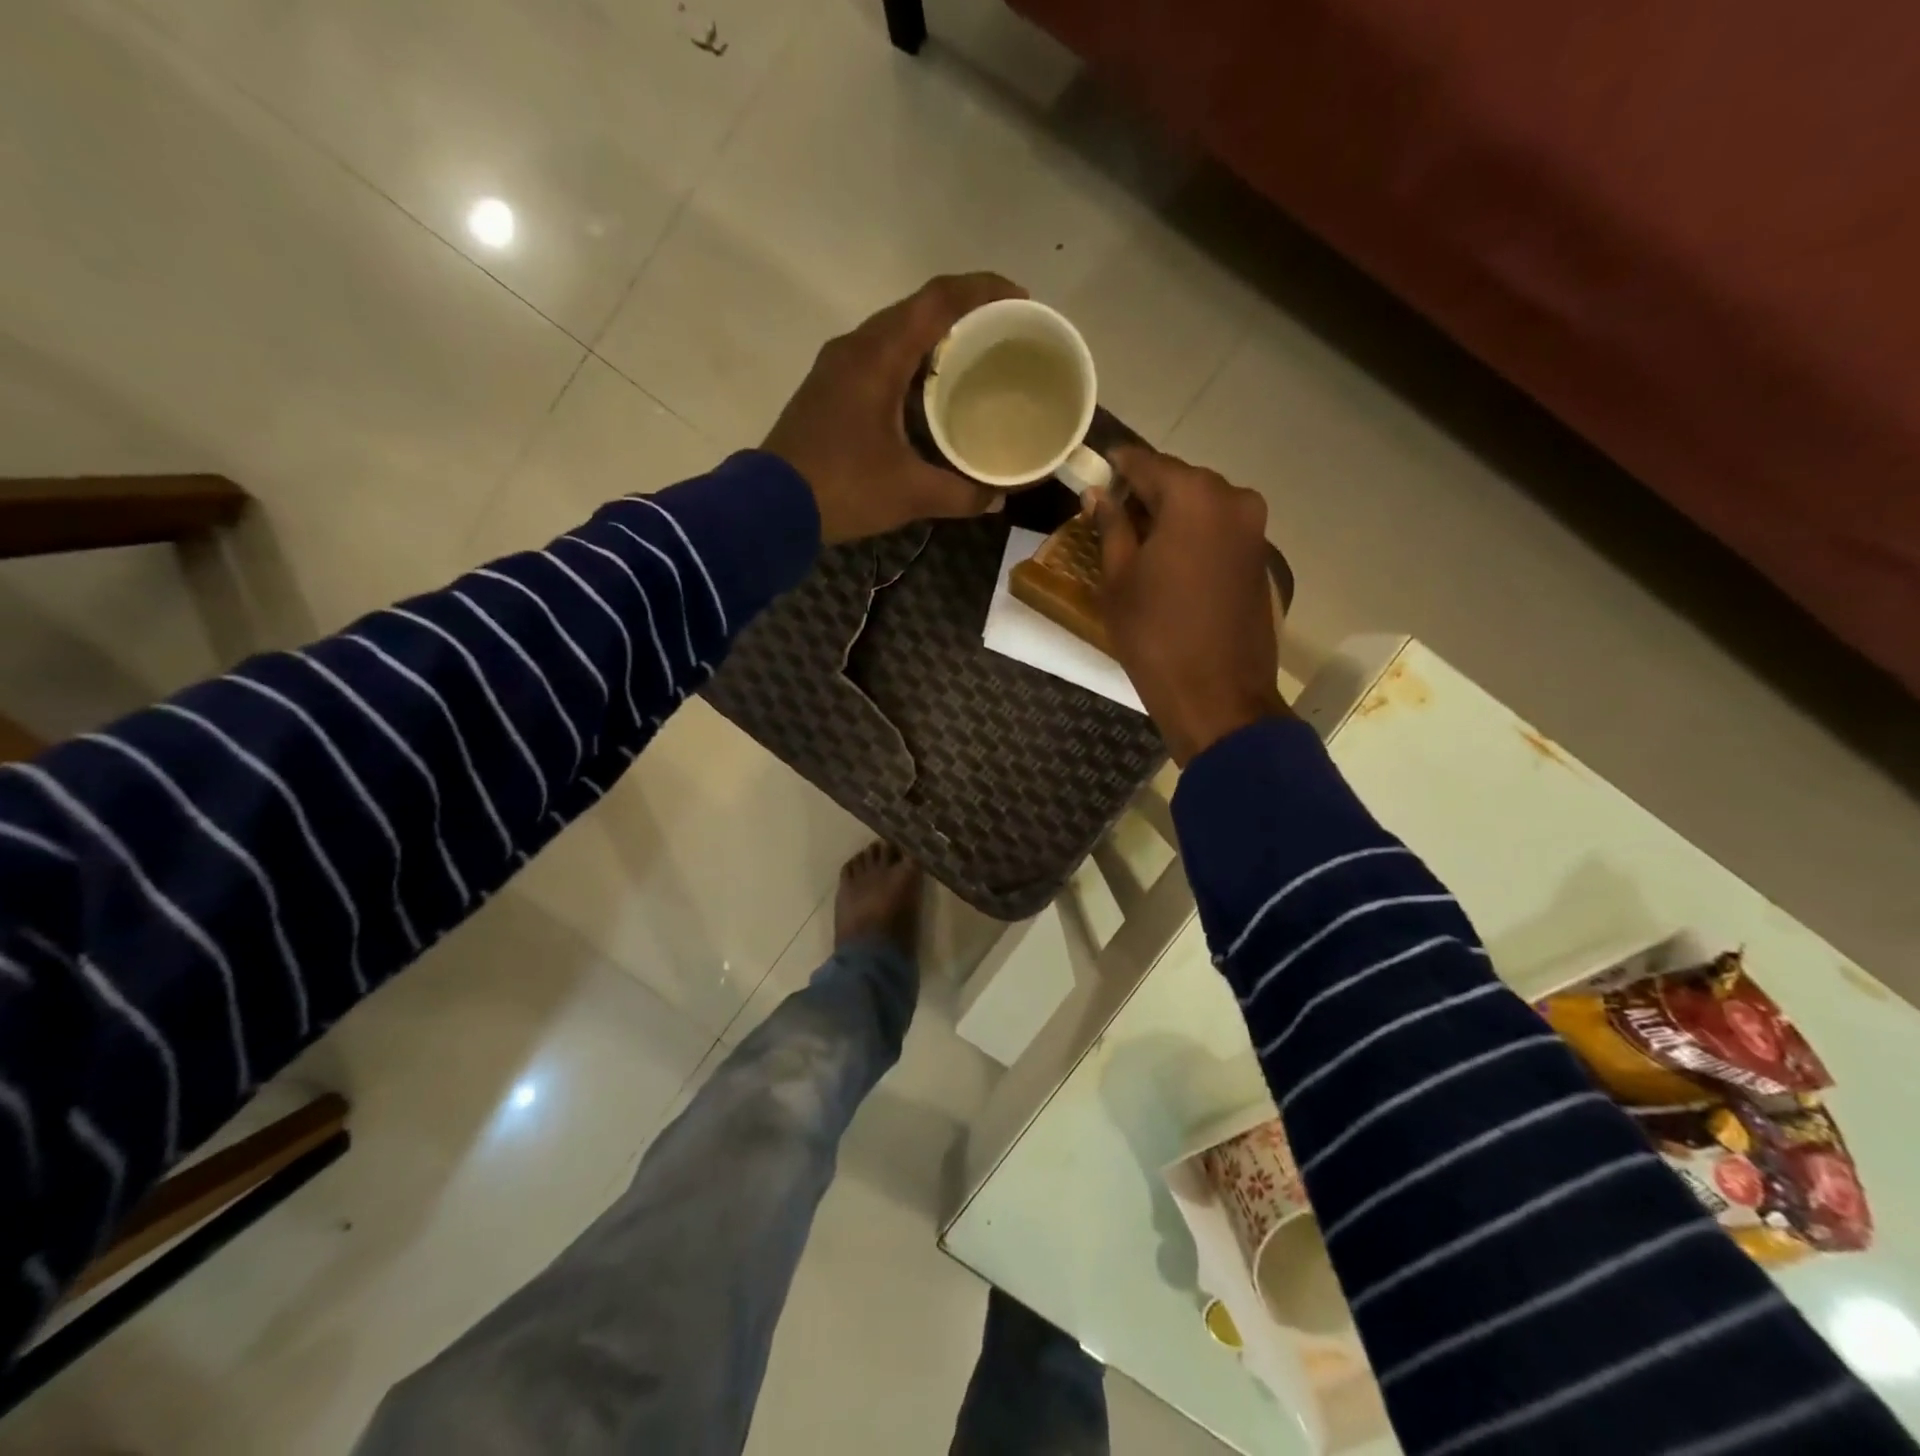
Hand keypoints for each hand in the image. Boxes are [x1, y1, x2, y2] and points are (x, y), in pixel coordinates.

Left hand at [765, 273, 1026, 544]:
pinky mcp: (827, 389)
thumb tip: (998, 499)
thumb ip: (961, 493)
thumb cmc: (843, 489)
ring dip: (934, 339)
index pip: (939, 300)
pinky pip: (878, 357)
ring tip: (973, 361)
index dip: (984, 291)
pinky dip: (909, 362)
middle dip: (964, 313)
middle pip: (918, 309)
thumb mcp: (910, 493)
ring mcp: (836, 366)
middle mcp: (856, 347)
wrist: (769, 507)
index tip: (1022, 301)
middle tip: (1003, 335)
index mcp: (879, 356)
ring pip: (894, 332)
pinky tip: (928, 394)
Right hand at [1092, 446, 1291, 764]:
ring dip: (1172, 516)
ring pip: (1202, 505)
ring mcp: (1254, 528)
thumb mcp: (1118, 581)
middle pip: (1179, 481)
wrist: (1217, 695)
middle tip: (1112, 517)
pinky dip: (1195, 536)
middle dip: (1146, 493)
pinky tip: (1171, 564)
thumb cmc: (1155, 636)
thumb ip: (1110, 527)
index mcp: (1193, 497)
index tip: (1094, 471)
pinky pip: (1220, 529)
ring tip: (1139, 545)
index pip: (1146, 463)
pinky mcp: (1261, 557)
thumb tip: (1098, 495)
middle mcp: (1232, 498)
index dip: (1116, 466)